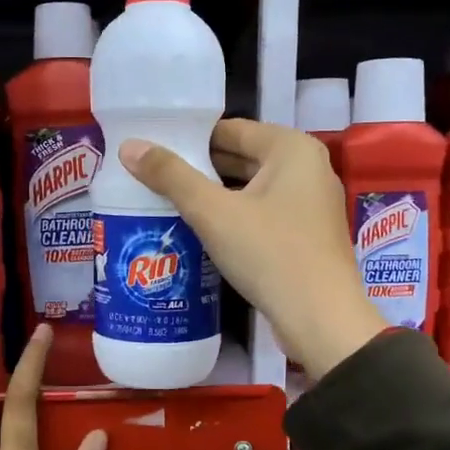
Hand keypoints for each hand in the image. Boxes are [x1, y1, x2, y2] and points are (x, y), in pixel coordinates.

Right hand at [120, 119, 384, 378]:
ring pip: (251, 189)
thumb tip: (129, 146)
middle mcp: (308, 168)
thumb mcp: (213, 213)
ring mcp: (311, 204)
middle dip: (199, 169)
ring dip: (214, 196)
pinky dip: (234, 217)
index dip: (189, 138)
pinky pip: (263, 214)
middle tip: (152, 177)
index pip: (231, 130)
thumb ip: (171, 176)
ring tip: (167, 202)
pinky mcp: (308, 236)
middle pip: (242, 158)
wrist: (320, 319)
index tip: (153, 149)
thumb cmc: (269, 253)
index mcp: (292, 149)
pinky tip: (202, 231)